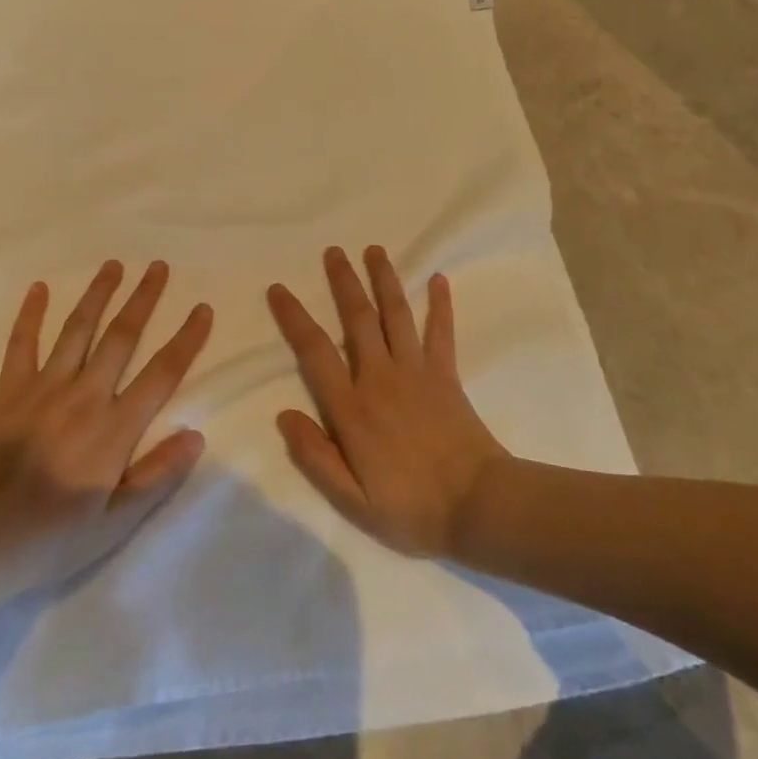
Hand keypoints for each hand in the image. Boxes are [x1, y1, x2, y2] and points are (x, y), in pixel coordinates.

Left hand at [0, 261, 210, 595]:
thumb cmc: (49, 540)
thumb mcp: (114, 525)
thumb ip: (157, 477)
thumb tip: (196, 434)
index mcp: (114, 429)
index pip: (161, 373)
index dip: (186, 339)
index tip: (202, 309)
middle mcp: (84, 396)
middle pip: (121, 337)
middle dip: (143, 299)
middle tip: (158, 266)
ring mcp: (44, 389)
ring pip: (78, 330)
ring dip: (98, 294)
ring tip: (114, 265)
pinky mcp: (10, 391)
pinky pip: (22, 344)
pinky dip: (30, 314)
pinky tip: (38, 288)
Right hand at [267, 246, 508, 557]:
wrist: (478, 506)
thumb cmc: (411, 508)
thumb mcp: (352, 499)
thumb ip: (315, 456)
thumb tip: (283, 414)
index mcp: (353, 407)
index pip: (315, 351)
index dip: (294, 318)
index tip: (279, 289)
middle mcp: (381, 377)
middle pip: (358, 319)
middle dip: (343, 281)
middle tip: (333, 251)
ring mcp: (417, 371)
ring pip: (397, 314)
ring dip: (384, 279)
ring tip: (374, 250)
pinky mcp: (446, 374)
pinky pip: (441, 332)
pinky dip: (441, 304)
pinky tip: (439, 278)